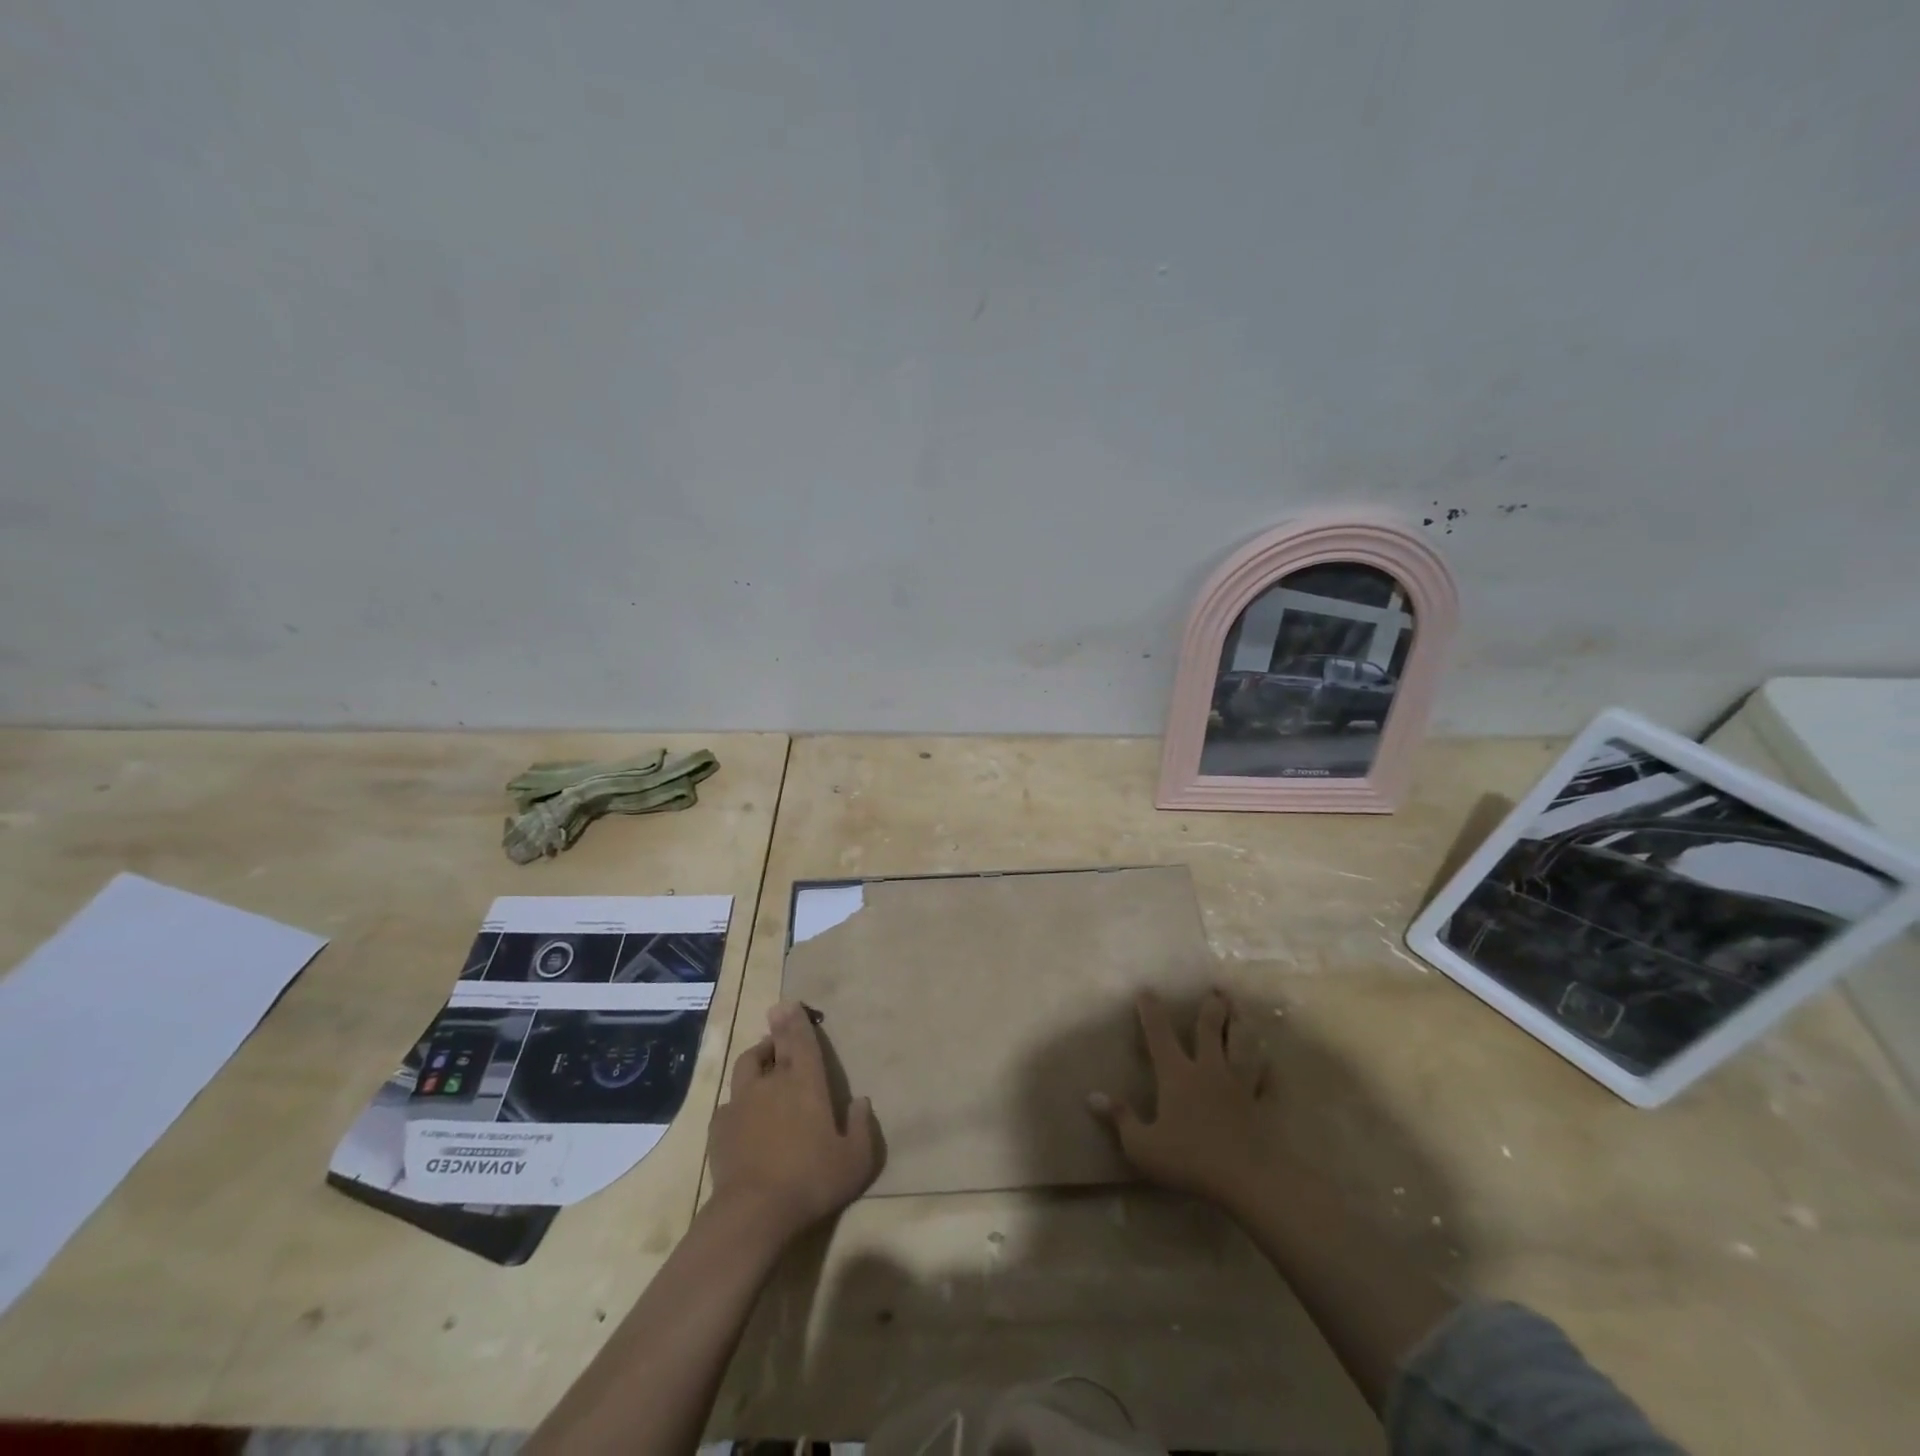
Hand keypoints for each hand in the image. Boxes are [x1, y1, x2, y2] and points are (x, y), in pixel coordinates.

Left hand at [707, 1001, 879, 1243]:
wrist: (754, 1212)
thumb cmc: (811, 1181)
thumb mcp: (855, 1160)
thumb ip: (861, 1127)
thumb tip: (861, 1102)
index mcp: (807, 1084)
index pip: (802, 1042)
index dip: (798, 1021)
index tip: (791, 1003)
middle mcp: (773, 1083)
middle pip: (774, 1046)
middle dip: (778, 1026)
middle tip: (778, 1011)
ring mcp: (742, 1102)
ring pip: (747, 1065)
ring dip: (757, 1057)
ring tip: (763, 1059)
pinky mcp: (720, 1126)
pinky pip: (730, 1102)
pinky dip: (739, 1099)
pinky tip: (743, 1112)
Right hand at [1089, 990, 1269, 1211]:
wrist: (1247, 1180)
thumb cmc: (1189, 1159)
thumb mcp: (1142, 1146)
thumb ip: (1120, 1119)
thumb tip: (1092, 1097)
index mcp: (1177, 1073)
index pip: (1159, 1033)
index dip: (1151, 1010)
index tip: (1146, 990)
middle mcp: (1209, 1069)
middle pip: (1211, 1028)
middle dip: (1212, 1007)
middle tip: (1216, 990)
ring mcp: (1239, 1085)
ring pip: (1243, 1046)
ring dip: (1242, 1027)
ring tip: (1243, 1012)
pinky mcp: (1262, 1105)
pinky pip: (1267, 1081)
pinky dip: (1268, 1069)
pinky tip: (1270, 1063)